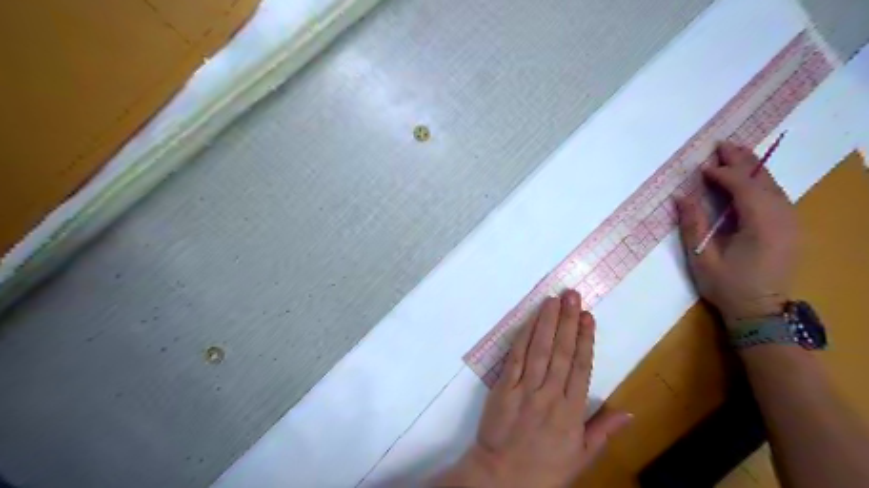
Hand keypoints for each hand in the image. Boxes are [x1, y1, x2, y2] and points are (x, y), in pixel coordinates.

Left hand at [435, 291, 632, 485]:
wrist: (502, 477)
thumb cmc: (544, 468)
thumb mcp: (581, 457)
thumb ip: (603, 431)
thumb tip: (629, 411)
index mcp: (571, 411)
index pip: (581, 367)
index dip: (585, 339)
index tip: (588, 316)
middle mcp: (549, 395)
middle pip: (561, 352)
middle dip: (567, 321)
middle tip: (572, 295)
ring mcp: (525, 389)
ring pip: (539, 349)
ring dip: (547, 322)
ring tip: (553, 300)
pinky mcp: (503, 387)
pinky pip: (515, 357)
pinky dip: (523, 337)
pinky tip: (530, 321)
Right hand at [679, 142, 800, 324]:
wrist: (760, 311)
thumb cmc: (727, 286)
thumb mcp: (703, 258)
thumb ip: (693, 224)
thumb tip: (681, 196)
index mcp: (761, 225)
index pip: (744, 187)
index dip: (723, 174)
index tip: (701, 168)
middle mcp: (783, 218)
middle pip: (763, 180)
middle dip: (742, 160)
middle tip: (721, 145)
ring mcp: (790, 222)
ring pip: (772, 185)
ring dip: (752, 168)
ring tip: (733, 154)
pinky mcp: (789, 227)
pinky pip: (775, 195)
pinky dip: (759, 181)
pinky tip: (747, 177)